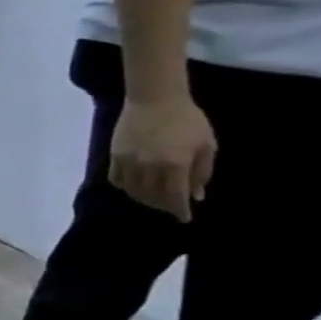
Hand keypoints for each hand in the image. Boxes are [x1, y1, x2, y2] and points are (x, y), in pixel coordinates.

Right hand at [109, 95, 215, 221]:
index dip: (179, 209)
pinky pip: (117, 178)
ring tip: (152, 199)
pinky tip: (133, 186)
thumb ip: (202, 171)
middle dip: (162, 205)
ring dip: (143, 198)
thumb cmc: (188, 120)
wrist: (155, 100)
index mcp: (176, 163)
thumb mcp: (206, 145)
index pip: (176, 195)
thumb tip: (196, 194)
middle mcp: (150, 166)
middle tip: (170, 207)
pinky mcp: (114, 156)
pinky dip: (125, 186)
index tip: (184, 219)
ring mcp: (129, 161)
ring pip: (132, 190)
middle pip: (152, 195)